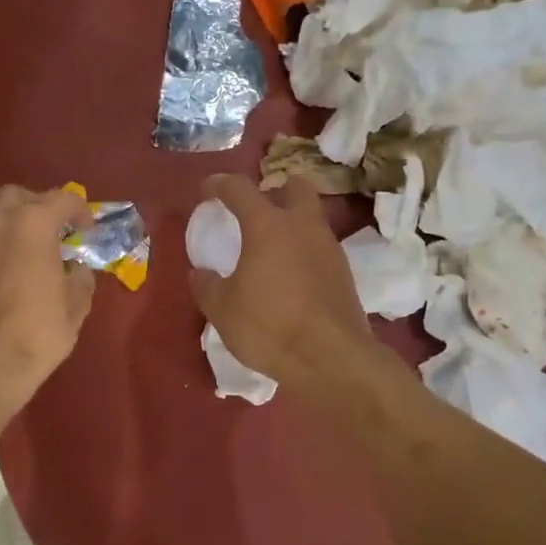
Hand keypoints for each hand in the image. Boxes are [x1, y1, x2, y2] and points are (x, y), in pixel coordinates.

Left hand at [0, 185, 97, 407]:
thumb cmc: (37, 332)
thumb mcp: (75, 306)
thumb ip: (80, 277)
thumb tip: (75, 269)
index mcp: (31, 225)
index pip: (61, 199)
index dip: (79, 210)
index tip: (87, 230)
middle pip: (16, 196)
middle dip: (37, 205)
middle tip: (54, 230)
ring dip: (14, 228)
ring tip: (31, 256)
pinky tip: (8, 278)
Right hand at [189, 174, 380, 398]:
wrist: (332, 359)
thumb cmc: (269, 326)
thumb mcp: (222, 309)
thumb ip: (208, 286)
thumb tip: (201, 273)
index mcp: (267, 225)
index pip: (240, 188)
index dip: (219, 184)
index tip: (207, 190)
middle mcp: (302, 227)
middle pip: (295, 187)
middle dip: (276, 190)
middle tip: (256, 209)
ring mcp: (329, 248)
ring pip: (311, 219)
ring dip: (291, 224)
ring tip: (270, 249)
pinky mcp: (344, 274)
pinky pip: (319, 248)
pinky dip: (303, 252)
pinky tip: (289, 277)